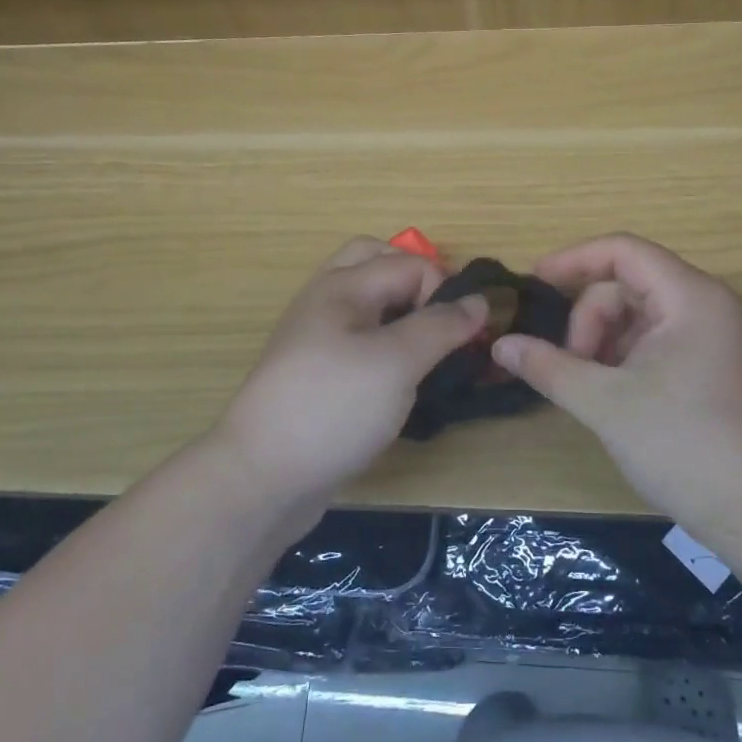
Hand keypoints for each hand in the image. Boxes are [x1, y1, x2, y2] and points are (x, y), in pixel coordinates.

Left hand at [217, 237, 486, 507]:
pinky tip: (402, 379)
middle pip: (379, 264)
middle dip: (419, 284)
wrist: (262, 478)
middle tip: (443, 324)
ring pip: (369, 303)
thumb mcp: (396, 362)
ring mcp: (317, 338)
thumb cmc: (333, 408)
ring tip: (428, 350)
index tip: (462, 337)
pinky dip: (386, 343)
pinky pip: (359, 338)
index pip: (412, 263)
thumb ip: (441, 326)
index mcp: (343, 286)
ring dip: (403, 313)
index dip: (445, 292)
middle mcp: (327, 300)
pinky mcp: (318, 373)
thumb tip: (479, 301)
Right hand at [491, 232, 741, 538]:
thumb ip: (548, 366)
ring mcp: (716, 335)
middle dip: (590, 319)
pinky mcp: (716, 364)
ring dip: (605, 341)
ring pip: (641, 314)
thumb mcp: (604, 402)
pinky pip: (659, 338)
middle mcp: (708, 304)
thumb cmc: (681, 444)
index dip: (573, 260)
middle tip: (572, 367)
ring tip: (591, 387)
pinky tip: (614, 394)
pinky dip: (627, 356)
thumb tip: (500, 346)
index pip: (623, 251)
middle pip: (629, 284)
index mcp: (691, 296)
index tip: (533, 284)